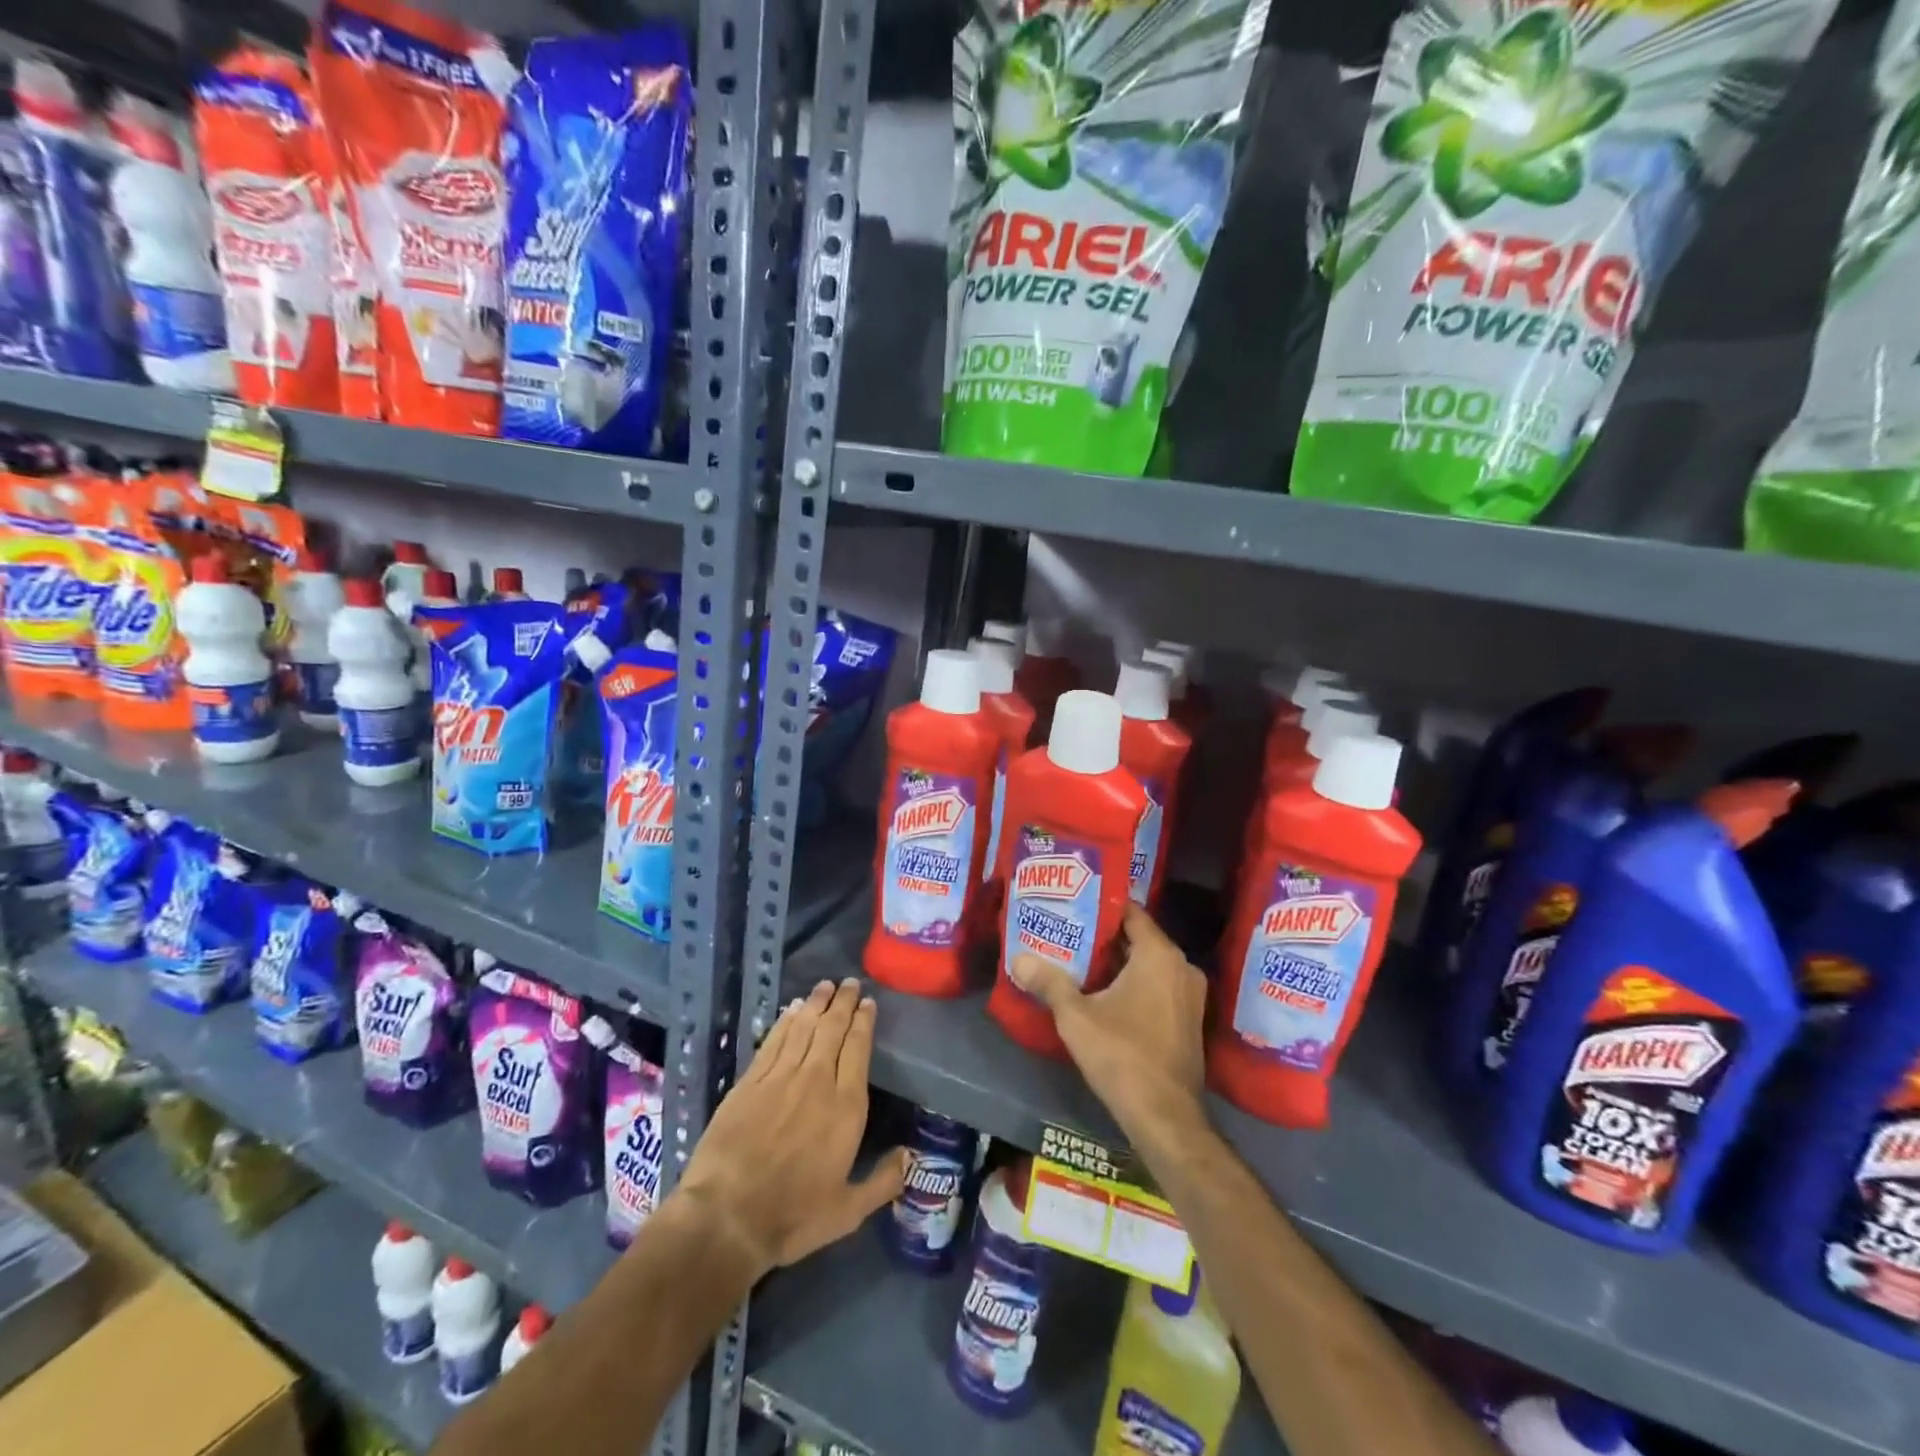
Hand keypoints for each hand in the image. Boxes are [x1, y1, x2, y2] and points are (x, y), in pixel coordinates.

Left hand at [674, 978, 906, 1276]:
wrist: (726, 1217)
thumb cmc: (792, 1216)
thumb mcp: (847, 1211)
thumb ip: (883, 1181)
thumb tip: (910, 1156)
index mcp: (846, 1106)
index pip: (858, 1048)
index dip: (864, 1021)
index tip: (868, 1004)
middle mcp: (817, 1080)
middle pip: (833, 1028)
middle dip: (843, 1002)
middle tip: (850, 983)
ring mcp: (780, 1077)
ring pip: (804, 1027)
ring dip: (817, 1003)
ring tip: (825, 985)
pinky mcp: (750, 1081)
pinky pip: (774, 1040)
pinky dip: (786, 1021)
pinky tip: (792, 1010)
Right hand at [1010, 902, 1209, 1152]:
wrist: (1166, 1117)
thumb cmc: (1122, 1055)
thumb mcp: (1076, 1017)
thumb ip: (1049, 983)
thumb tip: (1018, 959)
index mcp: (1160, 955)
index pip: (1131, 912)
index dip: (1101, 905)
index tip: (1073, 902)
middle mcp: (1182, 967)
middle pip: (1139, 938)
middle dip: (1104, 935)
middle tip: (1068, 931)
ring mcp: (1190, 995)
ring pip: (1149, 964)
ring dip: (1118, 962)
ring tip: (1079, 959)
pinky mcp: (1189, 1019)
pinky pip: (1159, 985)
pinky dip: (1135, 982)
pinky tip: (1104, 992)